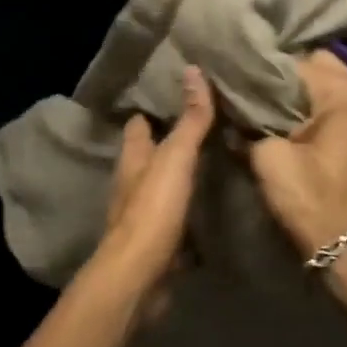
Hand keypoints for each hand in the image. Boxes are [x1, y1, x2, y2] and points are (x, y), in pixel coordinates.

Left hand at [89, 66, 215, 298]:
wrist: (140, 277)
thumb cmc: (153, 209)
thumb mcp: (175, 157)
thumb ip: (189, 119)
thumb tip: (192, 69)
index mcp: (133, 159)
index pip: (138, 124)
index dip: (151, 109)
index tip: (175, 94)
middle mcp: (133, 184)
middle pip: (149, 156)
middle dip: (169, 142)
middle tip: (203, 125)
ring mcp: (144, 215)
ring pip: (162, 187)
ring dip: (180, 177)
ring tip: (213, 162)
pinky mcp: (158, 243)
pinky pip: (176, 220)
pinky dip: (189, 213)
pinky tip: (210, 210)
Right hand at [248, 50, 346, 262]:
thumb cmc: (312, 200)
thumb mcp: (269, 160)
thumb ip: (252, 127)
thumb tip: (237, 116)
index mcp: (346, 96)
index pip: (301, 63)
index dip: (271, 72)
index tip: (248, 82)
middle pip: (326, 69)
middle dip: (295, 79)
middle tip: (265, 96)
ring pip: (340, 91)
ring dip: (314, 97)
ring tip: (284, 112)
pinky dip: (331, 116)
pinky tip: (310, 132)